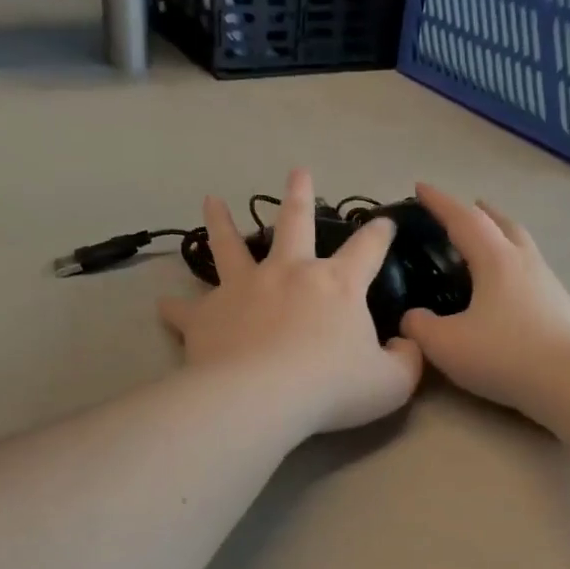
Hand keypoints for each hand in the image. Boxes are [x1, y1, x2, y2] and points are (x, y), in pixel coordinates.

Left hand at [158, 169, 422, 436]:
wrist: (264, 397)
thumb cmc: (332, 387)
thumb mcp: (391, 382)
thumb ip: (406, 360)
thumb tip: (405, 343)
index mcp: (337, 285)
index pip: (367, 248)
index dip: (380, 233)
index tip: (386, 222)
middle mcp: (289, 273)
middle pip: (294, 223)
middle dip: (299, 195)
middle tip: (298, 171)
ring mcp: (244, 288)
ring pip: (230, 247)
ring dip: (221, 222)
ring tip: (211, 201)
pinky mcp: (207, 314)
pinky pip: (186, 308)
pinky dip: (176, 307)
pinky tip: (163, 304)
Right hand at [399, 183, 569, 415]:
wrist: (569, 382)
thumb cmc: (503, 355)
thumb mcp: (446, 344)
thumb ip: (420, 327)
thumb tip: (413, 318)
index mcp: (495, 259)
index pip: (462, 219)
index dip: (439, 202)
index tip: (419, 187)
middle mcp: (524, 261)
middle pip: (501, 223)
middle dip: (479, 211)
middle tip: (463, 208)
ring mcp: (547, 282)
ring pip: (522, 244)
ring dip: (502, 234)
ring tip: (487, 241)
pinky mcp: (560, 306)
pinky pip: (531, 270)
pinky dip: (513, 263)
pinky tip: (508, 286)